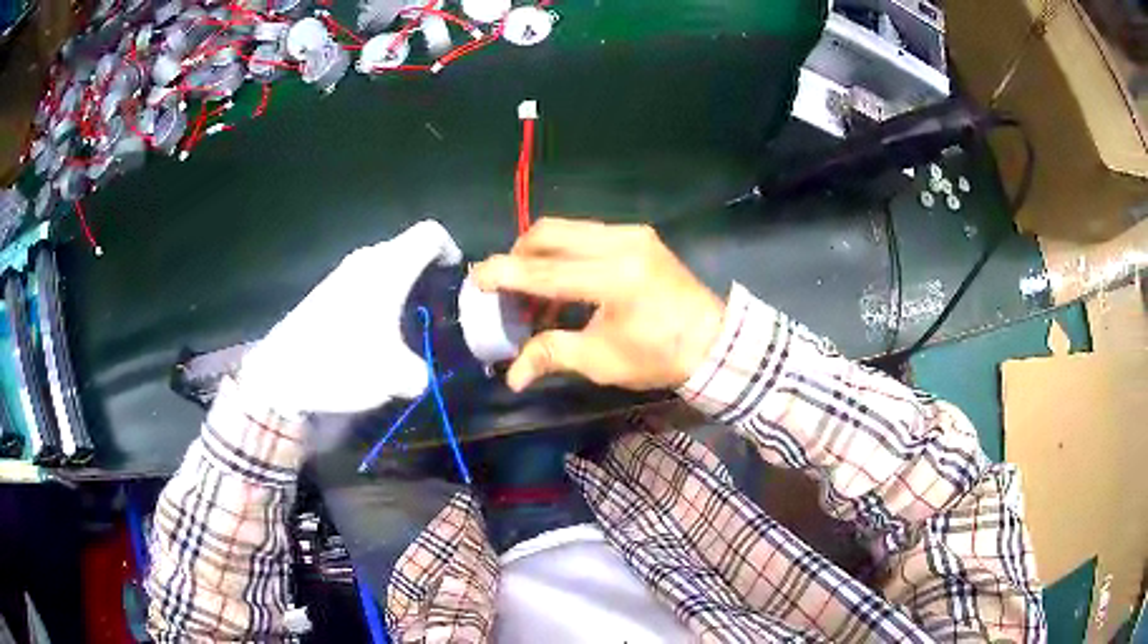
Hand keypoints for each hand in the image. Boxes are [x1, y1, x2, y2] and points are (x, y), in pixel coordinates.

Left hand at [239, 220, 461, 414]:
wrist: (282, 374)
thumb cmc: (342, 362)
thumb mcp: (394, 377)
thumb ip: (420, 373)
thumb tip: (422, 374)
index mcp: (389, 267)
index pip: (430, 234)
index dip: (450, 249)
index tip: (456, 279)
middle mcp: (367, 260)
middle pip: (408, 250)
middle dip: (427, 275)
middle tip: (438, 309)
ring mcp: (344, 274)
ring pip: (385, 267)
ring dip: (402, 289)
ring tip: (409, 325)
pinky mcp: (328, 291)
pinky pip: (365, 283)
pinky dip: (379, 299)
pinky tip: (375, 333)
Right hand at [471, 218, 724, 391]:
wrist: (714, 342)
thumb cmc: (659, 356)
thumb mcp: (601, 360)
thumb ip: (551, 354)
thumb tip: (512, 376)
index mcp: (613, 278)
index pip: (543, 270)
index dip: (504, 274)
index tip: (476, 279)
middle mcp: (621, 243)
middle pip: (550, 232)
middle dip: (519, 255)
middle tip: (508, 287)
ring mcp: (632, 234)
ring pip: (568, 229)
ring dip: (541, 253)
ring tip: (534, 293)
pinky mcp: (639, 235)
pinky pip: (588, 234)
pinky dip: (566, 253)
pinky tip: (564, 285)